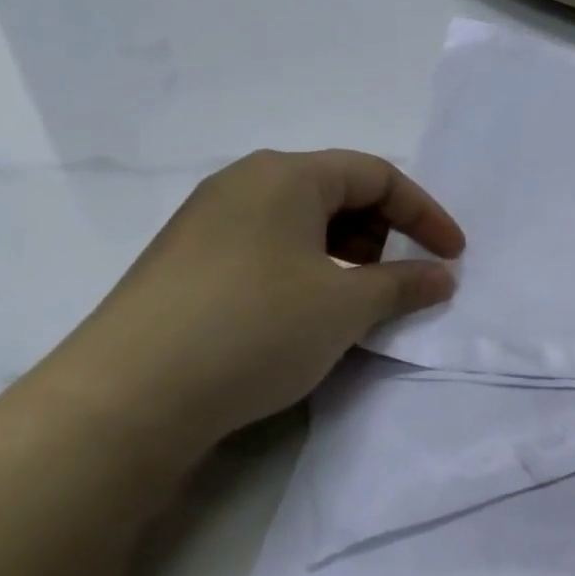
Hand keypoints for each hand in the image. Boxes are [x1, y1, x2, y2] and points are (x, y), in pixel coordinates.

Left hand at [37, 150, 462, 459]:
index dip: (424, 214)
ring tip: (348, 301)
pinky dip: (303, 267)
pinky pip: (265, 245)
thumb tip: (442, 276)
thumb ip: (404, 283)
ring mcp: (207, 220)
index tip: (453, 256)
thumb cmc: (254, 329)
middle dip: (381, 231)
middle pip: (338, 190)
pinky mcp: (184, 260)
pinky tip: (299, 314)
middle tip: (393, 280)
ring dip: (343, 252)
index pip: (377, 175)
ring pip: (300, 220)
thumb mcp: (345, 306)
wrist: (121, 401)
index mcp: (287, 175)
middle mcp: (244, 182)